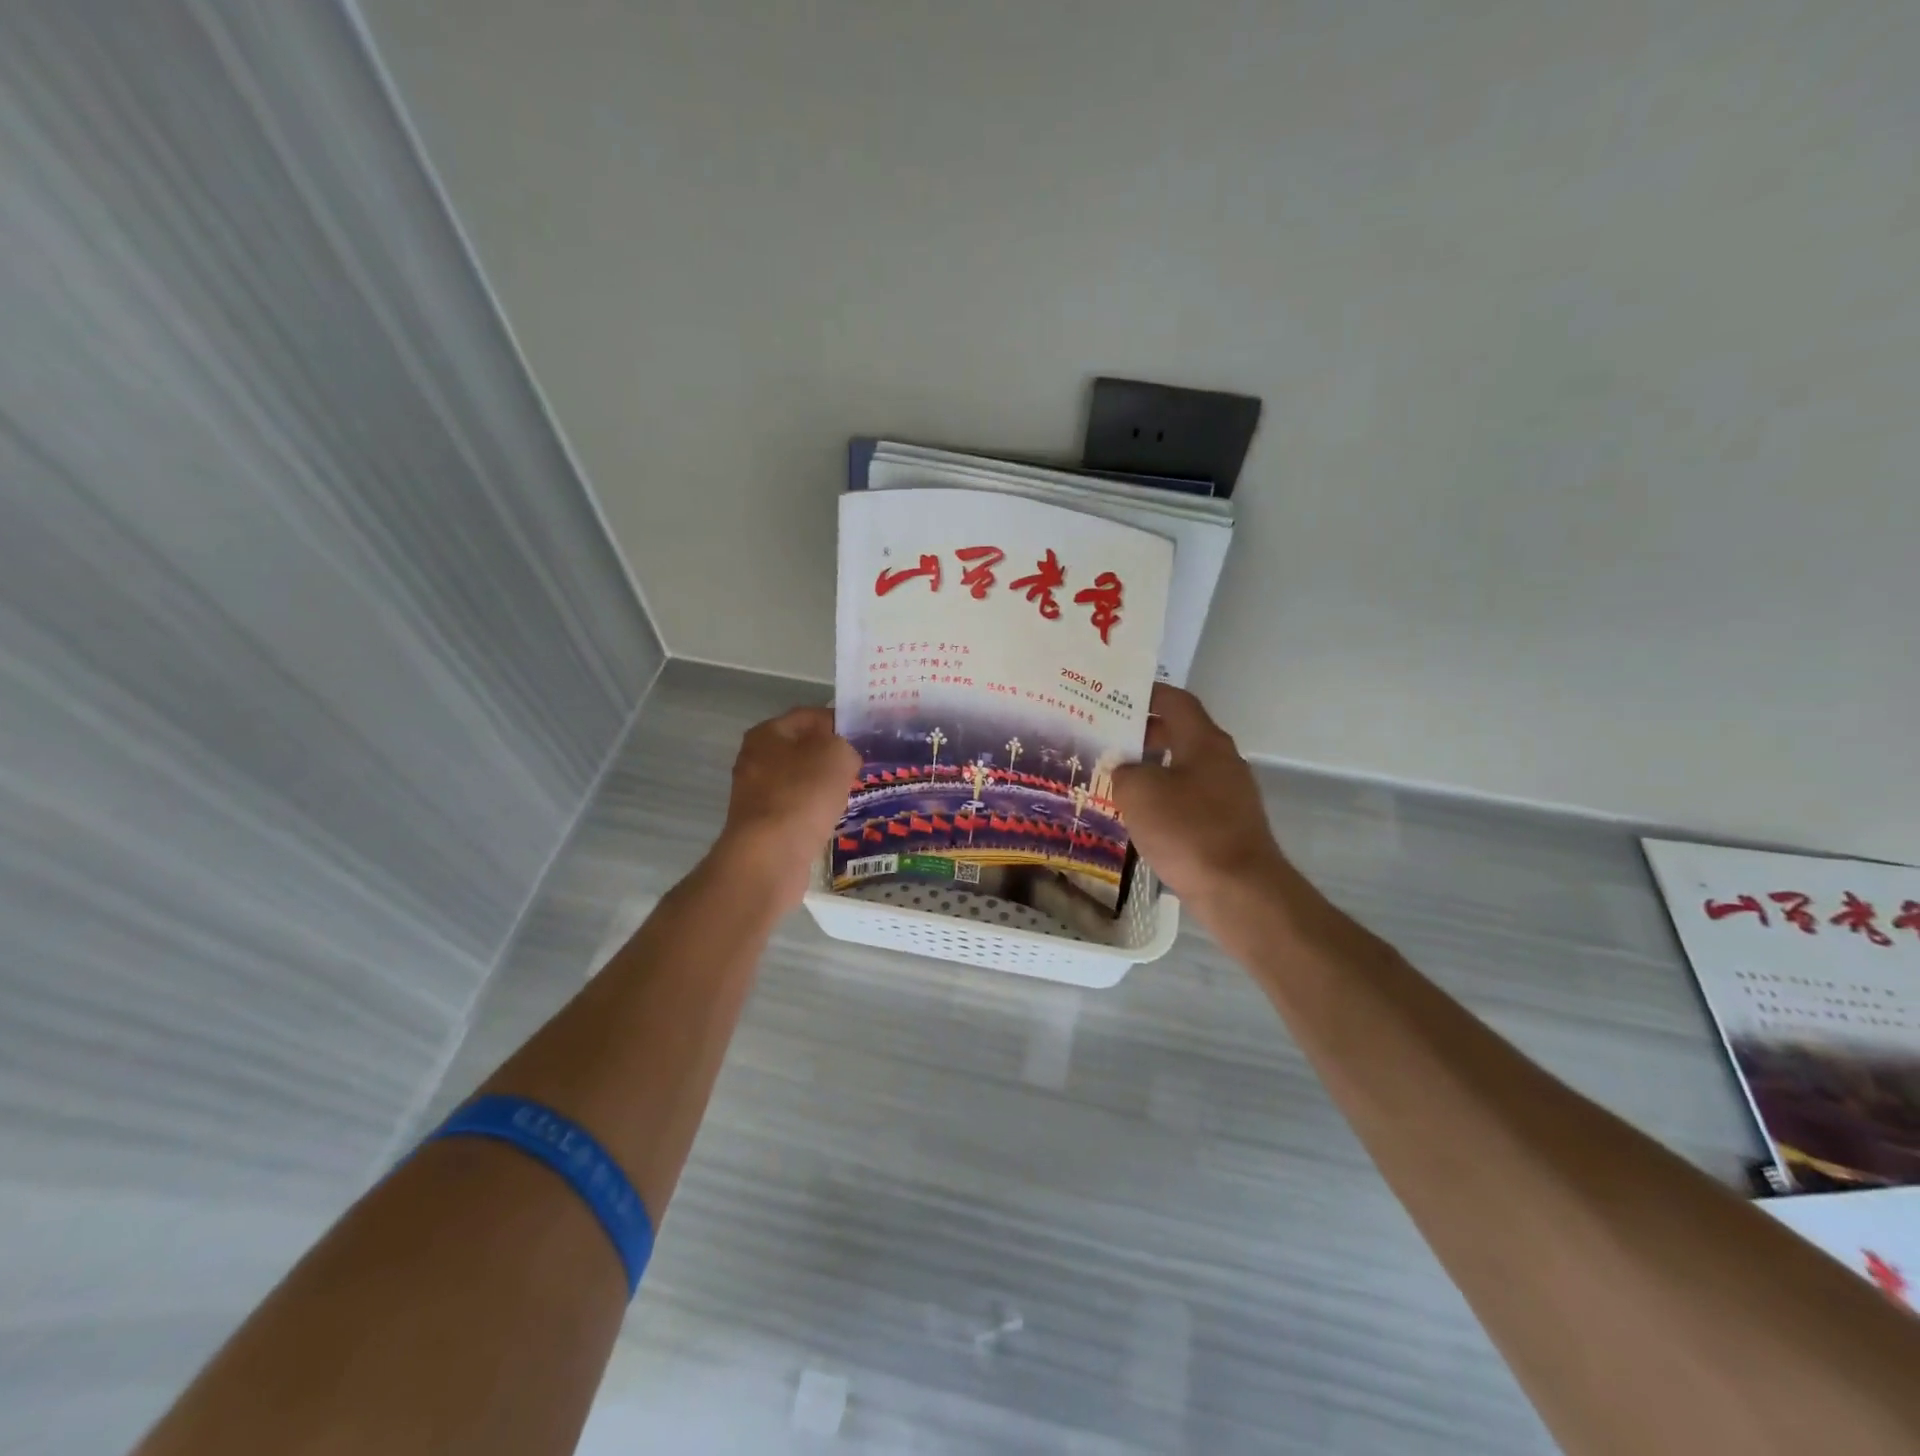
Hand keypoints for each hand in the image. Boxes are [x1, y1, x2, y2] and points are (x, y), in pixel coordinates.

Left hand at [716, 705, 861, 907]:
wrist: (771, 855)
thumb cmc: (803, 793)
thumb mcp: (837, 754)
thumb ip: (845, 744)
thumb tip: (842, 756)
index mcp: (767, 733)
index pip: (810, 716)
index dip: (840, 721)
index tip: (866, 734)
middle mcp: (755, 759)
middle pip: (803, 749)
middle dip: (832, 756)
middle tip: (864, 765)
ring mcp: (756, 794)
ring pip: (800, 780)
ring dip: (824, 785)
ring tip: (854, 792)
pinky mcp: (763, 825)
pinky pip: (797, 808)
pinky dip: (815, 811)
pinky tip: (834, 818)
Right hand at [1111, 685, 1290, 912]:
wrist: (1239, 890)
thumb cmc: (1187, 830)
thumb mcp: (1139, 793)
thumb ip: (1124, 772)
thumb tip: (1125, 770)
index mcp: (1204, 741)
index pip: (1176, 702)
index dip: (1147, 694)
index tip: (1116, 696)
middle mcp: (1222, 760)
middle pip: (1181, 734)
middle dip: (1144, 734)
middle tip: (1106, 739)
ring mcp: (1229, 795)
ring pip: (1184, 769)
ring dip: (1153, 769)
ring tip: (1116, 778)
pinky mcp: (1228, 825)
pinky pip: (1190, 800)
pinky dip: (1165, 799)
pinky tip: (1140, 817)